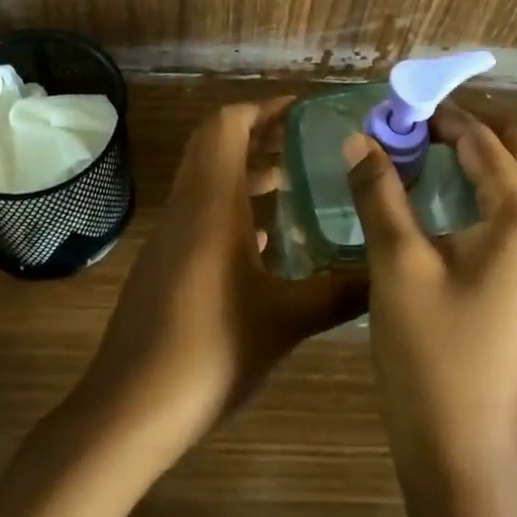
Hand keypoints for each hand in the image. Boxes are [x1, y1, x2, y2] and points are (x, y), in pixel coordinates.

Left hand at [77, 98, 367, 459]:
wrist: (130, 407)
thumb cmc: (211, 350)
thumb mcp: (285, 322)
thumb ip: (338, 293)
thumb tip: (386, 274)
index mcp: (212, 202)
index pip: (227, 125)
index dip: (262, 108)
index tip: (301, 110)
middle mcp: (188, 206)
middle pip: (215, 144)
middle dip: (257, 133)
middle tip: (302, 140)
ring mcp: (171, 234)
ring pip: (207, 180)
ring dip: (245, 171)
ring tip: (291, 182)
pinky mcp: (165, 262)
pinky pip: (200, 212)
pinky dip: (231, 207)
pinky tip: (265, 241)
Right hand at [345, 101, 516, 478]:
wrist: (461, 450)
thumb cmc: (430, 352)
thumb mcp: (397, 263)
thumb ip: (380, 192)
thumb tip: (361, 137)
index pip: (486, 145)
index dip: (443, 121)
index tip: (401, 111)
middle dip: (478, 132)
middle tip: (426, 134)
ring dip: (510, 163)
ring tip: (461, 162)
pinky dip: (516, 195)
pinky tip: (472, 209)